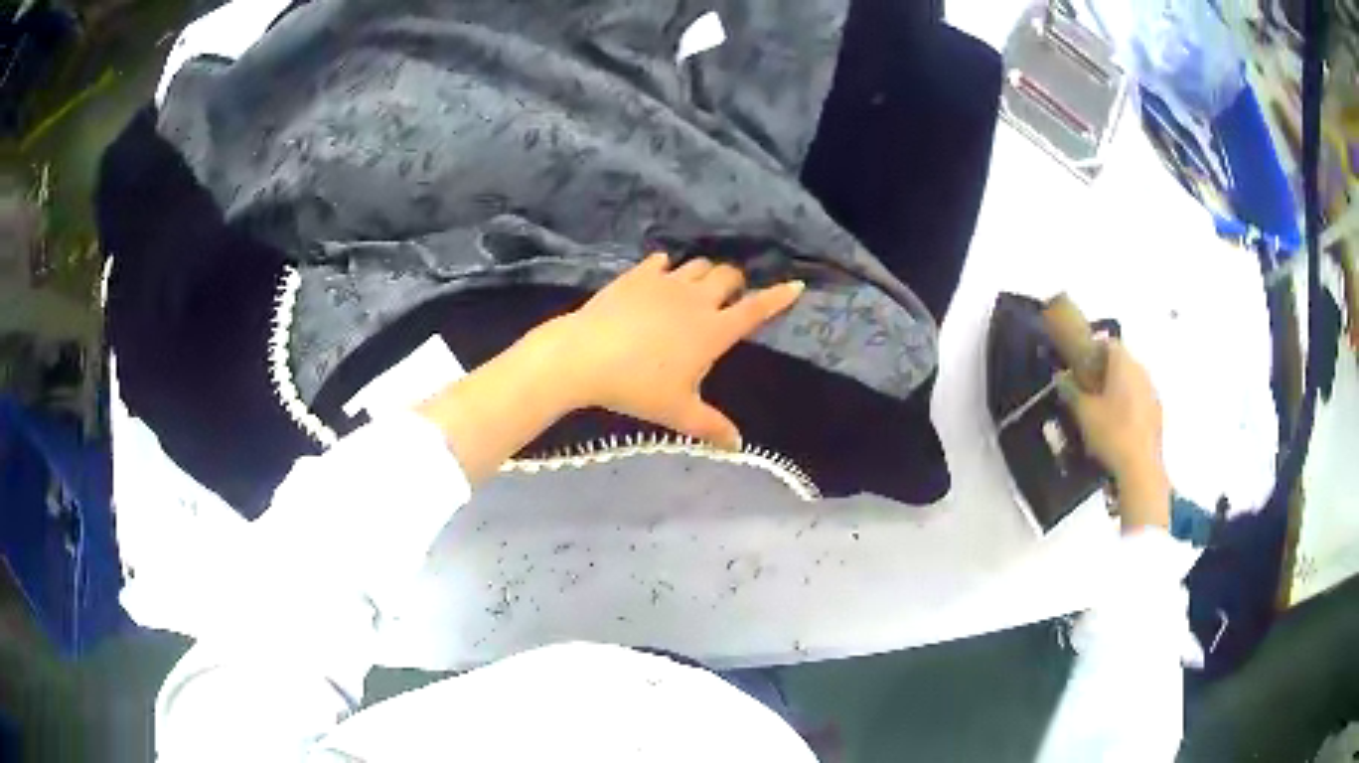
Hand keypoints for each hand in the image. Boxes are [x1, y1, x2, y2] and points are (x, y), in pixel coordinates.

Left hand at [540, 252, 803, 447]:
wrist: (584, 356)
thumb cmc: (637, 387)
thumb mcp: (678, 412)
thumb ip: (711, 427)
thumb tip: (738, 446)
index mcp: (713, 331)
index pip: (755, 310)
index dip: (778, 297)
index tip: (795, 285)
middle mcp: (696, 300)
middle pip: (728, 276)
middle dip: (735, 283)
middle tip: (728, 298)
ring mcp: (666, 283)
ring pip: (697, 265)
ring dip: (704, 274)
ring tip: (696, 289)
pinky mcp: (637, 275)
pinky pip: (660, 261)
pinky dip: (666, 268)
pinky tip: (660, 277)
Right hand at [1058, 341, 1170, 529]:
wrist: (1140, 468)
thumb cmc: (1111, 433)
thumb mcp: (1083, 413)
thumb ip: (1071, 390)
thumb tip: (1060, 376)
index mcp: (1123, 363)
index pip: (1107, 342)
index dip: (1092, 350)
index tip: (1079, 365)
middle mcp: (1141, 371)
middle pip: (1122, 361)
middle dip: (1105, 371)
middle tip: (1088, 389)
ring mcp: (1152, 392)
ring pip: (1132, 381)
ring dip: (1119, 388)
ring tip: (1103, 411)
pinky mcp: (1158, 413)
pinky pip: (1140, 400)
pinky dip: (1129, 406)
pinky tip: (1118, 427)